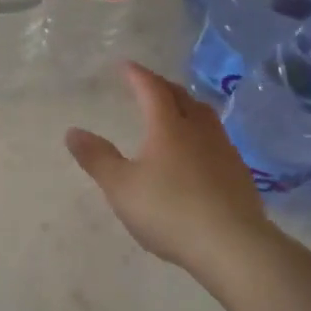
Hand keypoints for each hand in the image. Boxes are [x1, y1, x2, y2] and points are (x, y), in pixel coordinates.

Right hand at [64, 63, 275, 274]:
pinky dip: (200, 132)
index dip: (137, 75)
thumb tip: (72, 131)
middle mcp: (198, 130)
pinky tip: (197, 150)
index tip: (125, 66)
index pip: (152, 90)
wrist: (232, 244)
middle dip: (162, 86)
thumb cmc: (169, 211)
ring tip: (176, 111)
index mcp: (168, 127)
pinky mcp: (238, 172)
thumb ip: (97, 158)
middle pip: (181, 97)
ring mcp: (223, 150)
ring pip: (204, 116)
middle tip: (148, 85)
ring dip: (186, 106)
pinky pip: (216, 138)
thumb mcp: (121, 187)